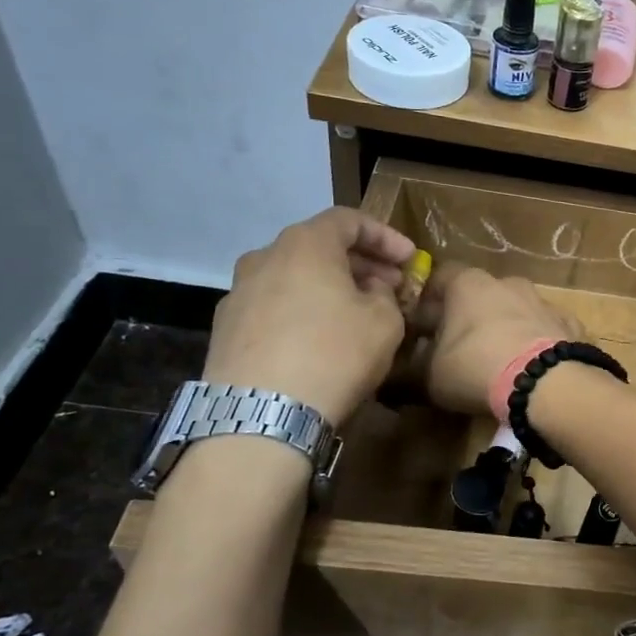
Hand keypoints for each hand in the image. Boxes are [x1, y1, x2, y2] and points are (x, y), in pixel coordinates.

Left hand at [202, 208, 416, 422]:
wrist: (262, 414)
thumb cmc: (334, 354)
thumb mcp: (385, 321)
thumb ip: (384, 295)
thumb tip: (369, 291)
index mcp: (305, 244)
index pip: (348, 220)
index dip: (385, 236)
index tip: (410, 259)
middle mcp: (264, 257)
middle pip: (318, 247)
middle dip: (359, 264)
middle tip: (389, 287)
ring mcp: (238, 293)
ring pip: (294, 278)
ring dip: (329, 289)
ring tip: (356, 315)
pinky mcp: (225, 330)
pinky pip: (274, 308)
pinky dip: (302, 312)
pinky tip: (320, 341)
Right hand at [413, 265, 576, 414]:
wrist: (546, 382)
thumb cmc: (476, 368)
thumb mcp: (430, 377)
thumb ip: (412, 370)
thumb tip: (397, 374)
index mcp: (468, 284)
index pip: (441, 276)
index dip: (430, 300)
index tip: (424, 325)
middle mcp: (508, 283)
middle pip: (482, 293)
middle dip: (471, 315)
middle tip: (462, 346)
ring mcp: (543, 301)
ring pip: (518, 309)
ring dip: (508, 327)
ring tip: (501, 360)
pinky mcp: (570, 323)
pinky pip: (547, 330)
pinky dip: (539, 343)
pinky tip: (534, 368)